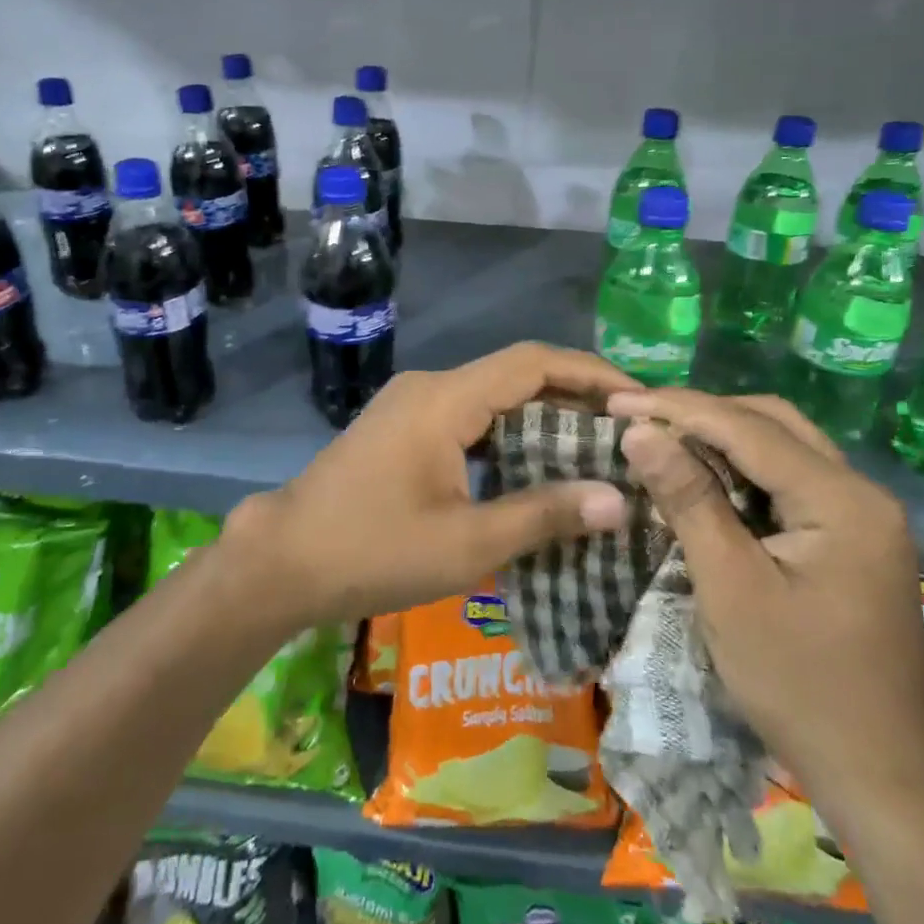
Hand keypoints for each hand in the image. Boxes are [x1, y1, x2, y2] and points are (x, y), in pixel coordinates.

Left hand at [227, 343, 638, 628]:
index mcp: (446, 399)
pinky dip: (508, 434)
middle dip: (574, 399)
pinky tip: (535, 468)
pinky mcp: (402, 429)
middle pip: (516, 375)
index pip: (534, 363)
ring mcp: (411, 406)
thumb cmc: (373, 551)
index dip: (592, 375)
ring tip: (595, 452)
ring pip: (492, 397)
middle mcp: (430, 387)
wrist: (283, 560)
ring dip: (542, 418)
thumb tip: (620, 500)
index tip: (640, 401)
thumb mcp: (467, 543)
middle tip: (628, 435)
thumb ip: (544, 515)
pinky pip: (469, 417)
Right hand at [605, 389, 923, 830]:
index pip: (749, 429)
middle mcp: (863, 493)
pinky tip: (702, 476)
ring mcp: (863, 516)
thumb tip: (640, 430)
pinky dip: (741, 469)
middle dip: (701, 413)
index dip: (678, 409)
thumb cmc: (797, 682)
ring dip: (721, 436)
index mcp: (844, 500)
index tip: (616, 401)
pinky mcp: (851, 538)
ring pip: (782, 447)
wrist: (875, 773)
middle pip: (773, 424)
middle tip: (637, 416)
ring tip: (660, 436)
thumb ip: (688, 500)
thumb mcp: (730, 587)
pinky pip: (789, 480)